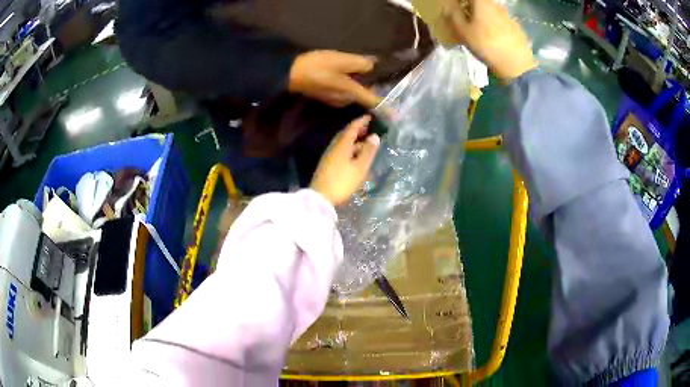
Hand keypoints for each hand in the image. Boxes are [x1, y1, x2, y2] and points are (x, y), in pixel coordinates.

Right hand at [289, 51, 381, 107]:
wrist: (290, 74)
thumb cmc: (317, 66)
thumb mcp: (341, 60)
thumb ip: (360, 63)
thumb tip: (372, 66)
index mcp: (351, 92)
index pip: (372, 101)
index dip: (385, 107)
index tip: (396, 115)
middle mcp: (344, 100)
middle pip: (363, 97)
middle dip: (371, 90)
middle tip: (378, 77)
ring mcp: (334, 100)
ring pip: (353, 95)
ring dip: (359, 87)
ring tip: (361, 74)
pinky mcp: (326, 97)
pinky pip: (344, 93)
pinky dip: (349, 86)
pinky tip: (345, 76)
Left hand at [311, 115, 380, 205]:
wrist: (321, 198)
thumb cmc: (343, 181)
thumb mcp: (360, 167)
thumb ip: (368, 151)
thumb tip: (374, 136)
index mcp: (342, 145)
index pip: (352, 128)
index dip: (361, 121)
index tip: (370, 116)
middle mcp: (334, 147)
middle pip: (346, 134)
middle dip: (357, 129)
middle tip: (368, 127)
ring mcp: (329, 156)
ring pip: (343, 143)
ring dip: (354, 140)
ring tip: (365, 141)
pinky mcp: (327, 165)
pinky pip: (340, 151)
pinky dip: (350, 148)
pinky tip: (355, 155)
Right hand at [443, 0, 536, 81]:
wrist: (517, 65)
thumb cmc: (486, 45)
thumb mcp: (463, 31)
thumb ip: (454, 14)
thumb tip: (449, 5)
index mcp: (482, 2)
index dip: (460, 2)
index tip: (455, 9)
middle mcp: (496, 5)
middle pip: (480, 2)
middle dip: (471, 7)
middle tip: (465, 19)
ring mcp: (508, 15)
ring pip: (491, 11)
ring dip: (483, 16)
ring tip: (480, 30)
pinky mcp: (517, 27)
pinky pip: (501, 21)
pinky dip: (495, 25)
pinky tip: (494, 38)